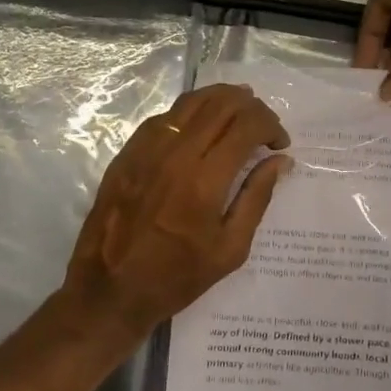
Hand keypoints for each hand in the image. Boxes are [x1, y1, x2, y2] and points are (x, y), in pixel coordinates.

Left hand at [61, 83, 291, 336]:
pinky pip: (164, 117)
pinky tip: (200, 129)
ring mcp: (146, 149)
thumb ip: (256, 198)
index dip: (271, 125)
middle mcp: (176, 154)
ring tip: (238, 116)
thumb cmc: (177, 277)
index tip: (279, 144)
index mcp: (205, 180)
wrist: (110, 290)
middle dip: (252, 107)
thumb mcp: (230, 249)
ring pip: (191, 102)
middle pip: (221, 103)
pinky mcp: (127, 153)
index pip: (247, 125)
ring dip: (222, 100)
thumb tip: (279, 161)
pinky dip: (191, 113)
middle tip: (263, 127)